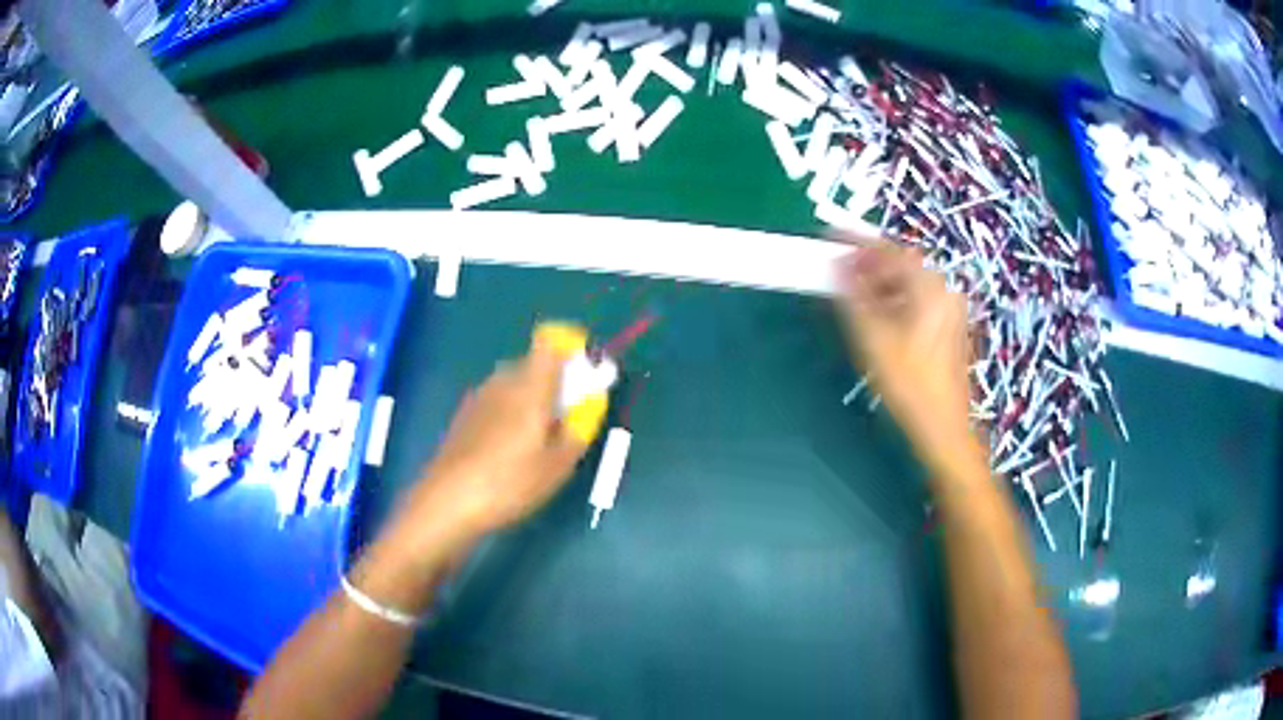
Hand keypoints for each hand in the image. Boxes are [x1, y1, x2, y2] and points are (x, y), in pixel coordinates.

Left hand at [400, 328, 590, 548]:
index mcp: (530, 386)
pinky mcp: (464, 415)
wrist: (447, 501)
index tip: (585, 372)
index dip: (569, 347)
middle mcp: (503, 381)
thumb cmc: (510, 482)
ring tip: (541, 437)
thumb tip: (588, 405)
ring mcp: (479, 397)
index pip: (549, 342)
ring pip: (514, 383)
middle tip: (569, 415)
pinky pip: (497, 400)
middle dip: (556, 380)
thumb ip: (579, 429)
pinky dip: (511, 411)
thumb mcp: (558, 465)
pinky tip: (511, 448)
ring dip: (532, 397)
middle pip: (534, 363)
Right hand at [834, 233, 974, 467]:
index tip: (830, 236)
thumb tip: (838, 266)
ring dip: (880, 282)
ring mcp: (950, 308)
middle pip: (901, 264)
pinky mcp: (948, 325)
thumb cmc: (909, 384)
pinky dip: (894, 298)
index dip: (857, 242)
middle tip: (838, 267)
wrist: (943, 426)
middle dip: (868, 263)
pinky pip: (917, 299)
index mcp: (930, 287)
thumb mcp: (873, 339)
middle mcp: (944, 290)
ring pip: (909, 282)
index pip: (889, 251)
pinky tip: (876, 312)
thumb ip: (853, 296)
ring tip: (851, 291)